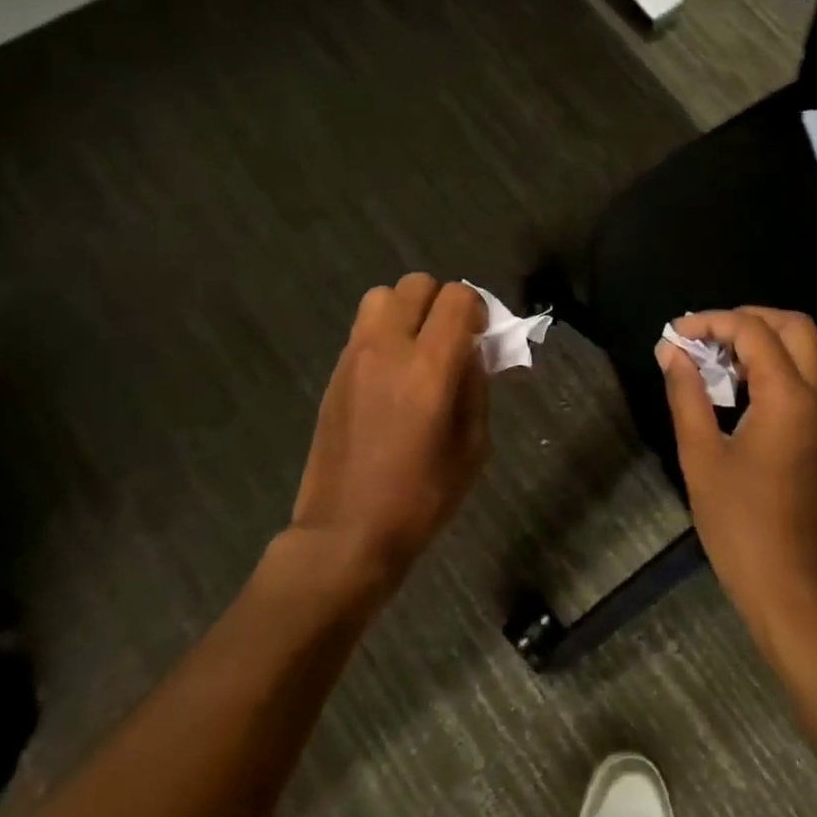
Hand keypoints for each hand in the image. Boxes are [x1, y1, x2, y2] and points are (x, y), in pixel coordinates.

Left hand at [291, 274, 489, 592]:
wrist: (346, 532)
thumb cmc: (421, 498)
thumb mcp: (472, 447)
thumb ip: (476, 387)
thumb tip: (473, 352)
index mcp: (429, 367)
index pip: (457, 297)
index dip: (477, 309)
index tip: (481, 337)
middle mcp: (388, 348)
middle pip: (417, 284)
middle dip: (442, 302)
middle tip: (451, 339)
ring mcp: (354, 357)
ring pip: (382, 296)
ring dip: (407, 310)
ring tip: (418, 348)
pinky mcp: (335, 372)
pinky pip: (364, 328)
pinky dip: (385, 333)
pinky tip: (392, 374)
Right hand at [656, 307, 816, 644]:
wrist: (792, 588)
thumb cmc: (740, 524)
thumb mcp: (701, 455)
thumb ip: (686, 393)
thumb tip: (670, 350)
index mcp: (789, 398)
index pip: (754, 331)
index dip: (712, 322)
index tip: (676, 334)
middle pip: (795, 327)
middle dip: (748, 319)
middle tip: (706, 337)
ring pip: (809, 349)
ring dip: (767, 339)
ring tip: (720, 359)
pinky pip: (812, 376)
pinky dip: (781, 363)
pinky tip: (744, 388)